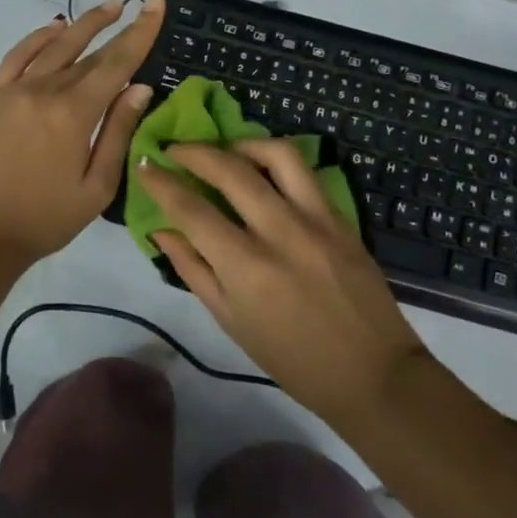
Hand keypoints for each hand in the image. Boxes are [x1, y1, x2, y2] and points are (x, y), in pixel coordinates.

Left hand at [0, 0, 165, 273]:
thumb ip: (118, 133)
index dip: (141, 32)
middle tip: (142, 4)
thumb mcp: (96, 187)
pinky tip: (56, 28)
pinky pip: (18, 55)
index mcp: (74, 114)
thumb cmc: (46, 219)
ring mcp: (14, 89)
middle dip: (119, 27)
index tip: (157, 3)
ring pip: (55, 45)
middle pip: (90, 53)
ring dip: (84, 24)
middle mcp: (44, 90)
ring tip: (109, 8)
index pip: (117, 62)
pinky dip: (39, 37)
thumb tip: (140, 87)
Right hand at [139, 140, 432, 424]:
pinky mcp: (340, 216)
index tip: (144, 165)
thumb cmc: (293, 360)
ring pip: (275, 154)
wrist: (372, 373)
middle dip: (192, 151)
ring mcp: (316, 219)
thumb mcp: (231, 322)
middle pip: (228, 169)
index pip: (191, 209)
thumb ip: (193, 269)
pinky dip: (275, 159)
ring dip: (240, 144)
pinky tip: (261, 169)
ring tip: (223, 152)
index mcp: (246, 268)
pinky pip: (304, 171)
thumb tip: (160, 229)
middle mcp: (279, 232)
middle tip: (173, 149)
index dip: (161, 182)